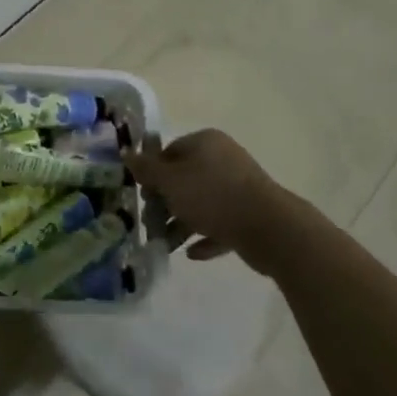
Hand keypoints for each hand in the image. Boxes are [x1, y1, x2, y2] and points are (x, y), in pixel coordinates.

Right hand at [124, 129, 316, 273]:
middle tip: (150, 224)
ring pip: (201, 203)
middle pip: (184, 179)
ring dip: (181, 223)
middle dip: (165, 203)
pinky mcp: (250, 214)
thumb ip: (146, 169)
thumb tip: (127, 154)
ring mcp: (239, 187)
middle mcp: (223, 159)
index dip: (152, 173)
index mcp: (205, 142)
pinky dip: (205, 236)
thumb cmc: (212, 196)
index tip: (142, 196)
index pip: (169, 151)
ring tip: (166, 245)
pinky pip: (220, 223)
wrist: (269, 228)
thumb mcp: (170, 181)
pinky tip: (191, 253)